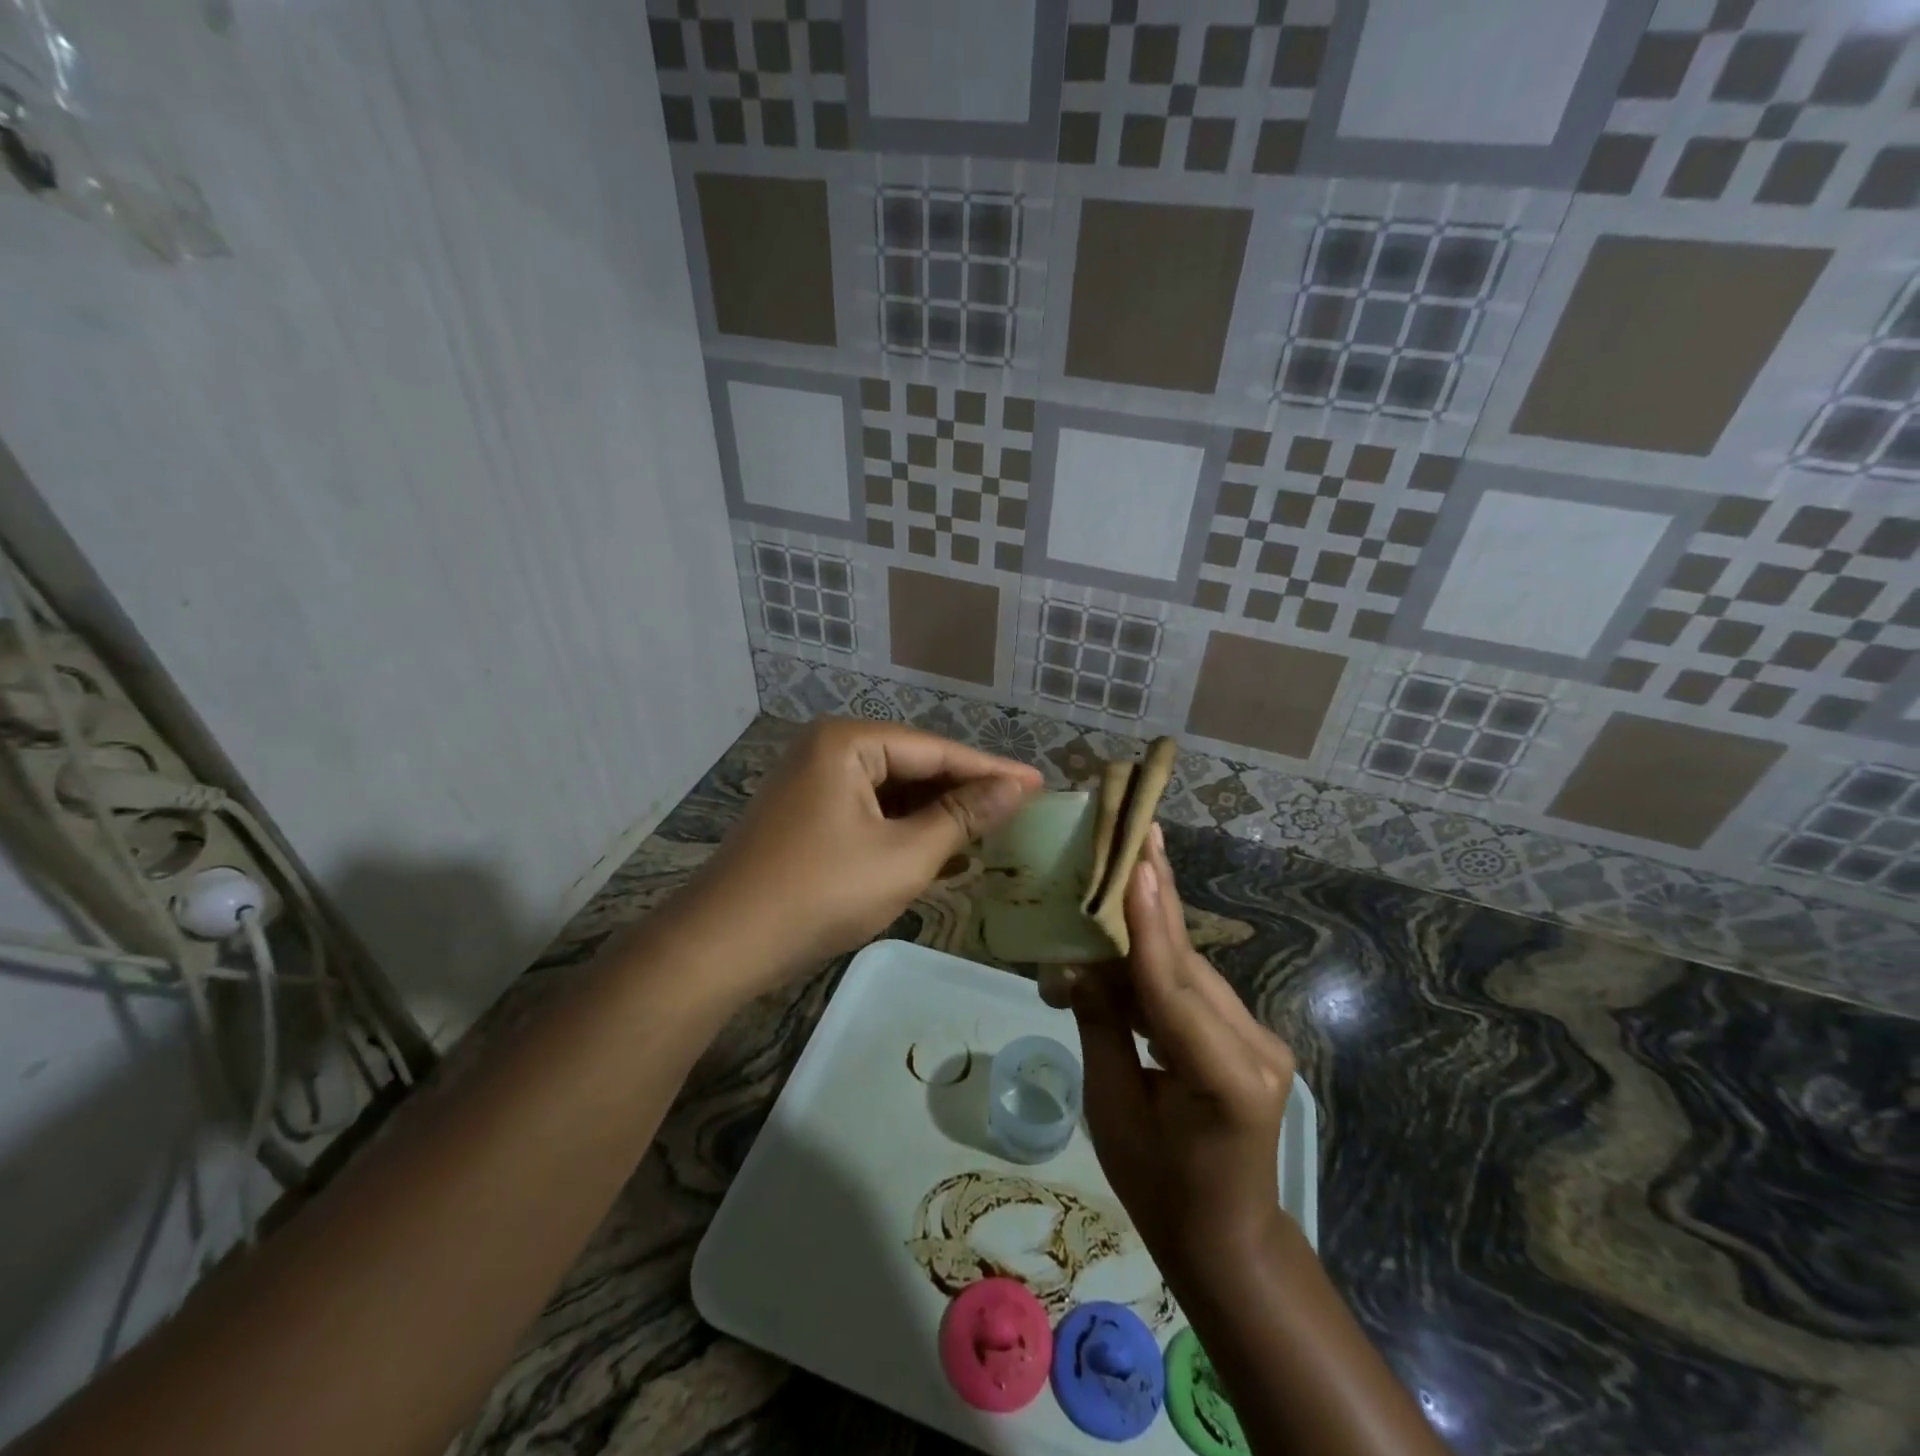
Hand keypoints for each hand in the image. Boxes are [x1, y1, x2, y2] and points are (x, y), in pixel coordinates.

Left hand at [673, 718, 1040, 994]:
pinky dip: (904, 831)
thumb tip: (1016, 787)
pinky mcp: (806, 816)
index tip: (1041, 783)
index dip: (992, 770)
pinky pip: (869, 812)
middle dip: (963, 792)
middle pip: (914, 766)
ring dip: (936, 815)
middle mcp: (828, 750)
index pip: (937, 750)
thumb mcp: (904, 855)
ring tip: (990, 831)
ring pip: (892, 792)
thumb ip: (962, 816)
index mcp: (848, 743)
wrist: (723, 945)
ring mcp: (812, 783)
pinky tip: (940, 850)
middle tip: (1020, 810)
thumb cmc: (821, 892)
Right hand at [1069, 825, 1295, 1279]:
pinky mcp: (1253, 1036)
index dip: (1149, 923)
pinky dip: (1159, 959)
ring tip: (1128, 862)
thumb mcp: (1112, 1109)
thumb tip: (1075, 962)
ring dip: (1153, 924)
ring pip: (1192, 969)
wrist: (1226, 1235)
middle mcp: (1255, 1048)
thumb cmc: (1157, 1187)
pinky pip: (1196, 988)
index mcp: (1224, 1079)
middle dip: (1156, 896)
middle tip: (1140, 830)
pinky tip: (1136, 923)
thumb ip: (1101, 1025)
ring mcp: (1261, 1039)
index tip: (1138, 862)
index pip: (1172, 987)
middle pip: (1187, 963)